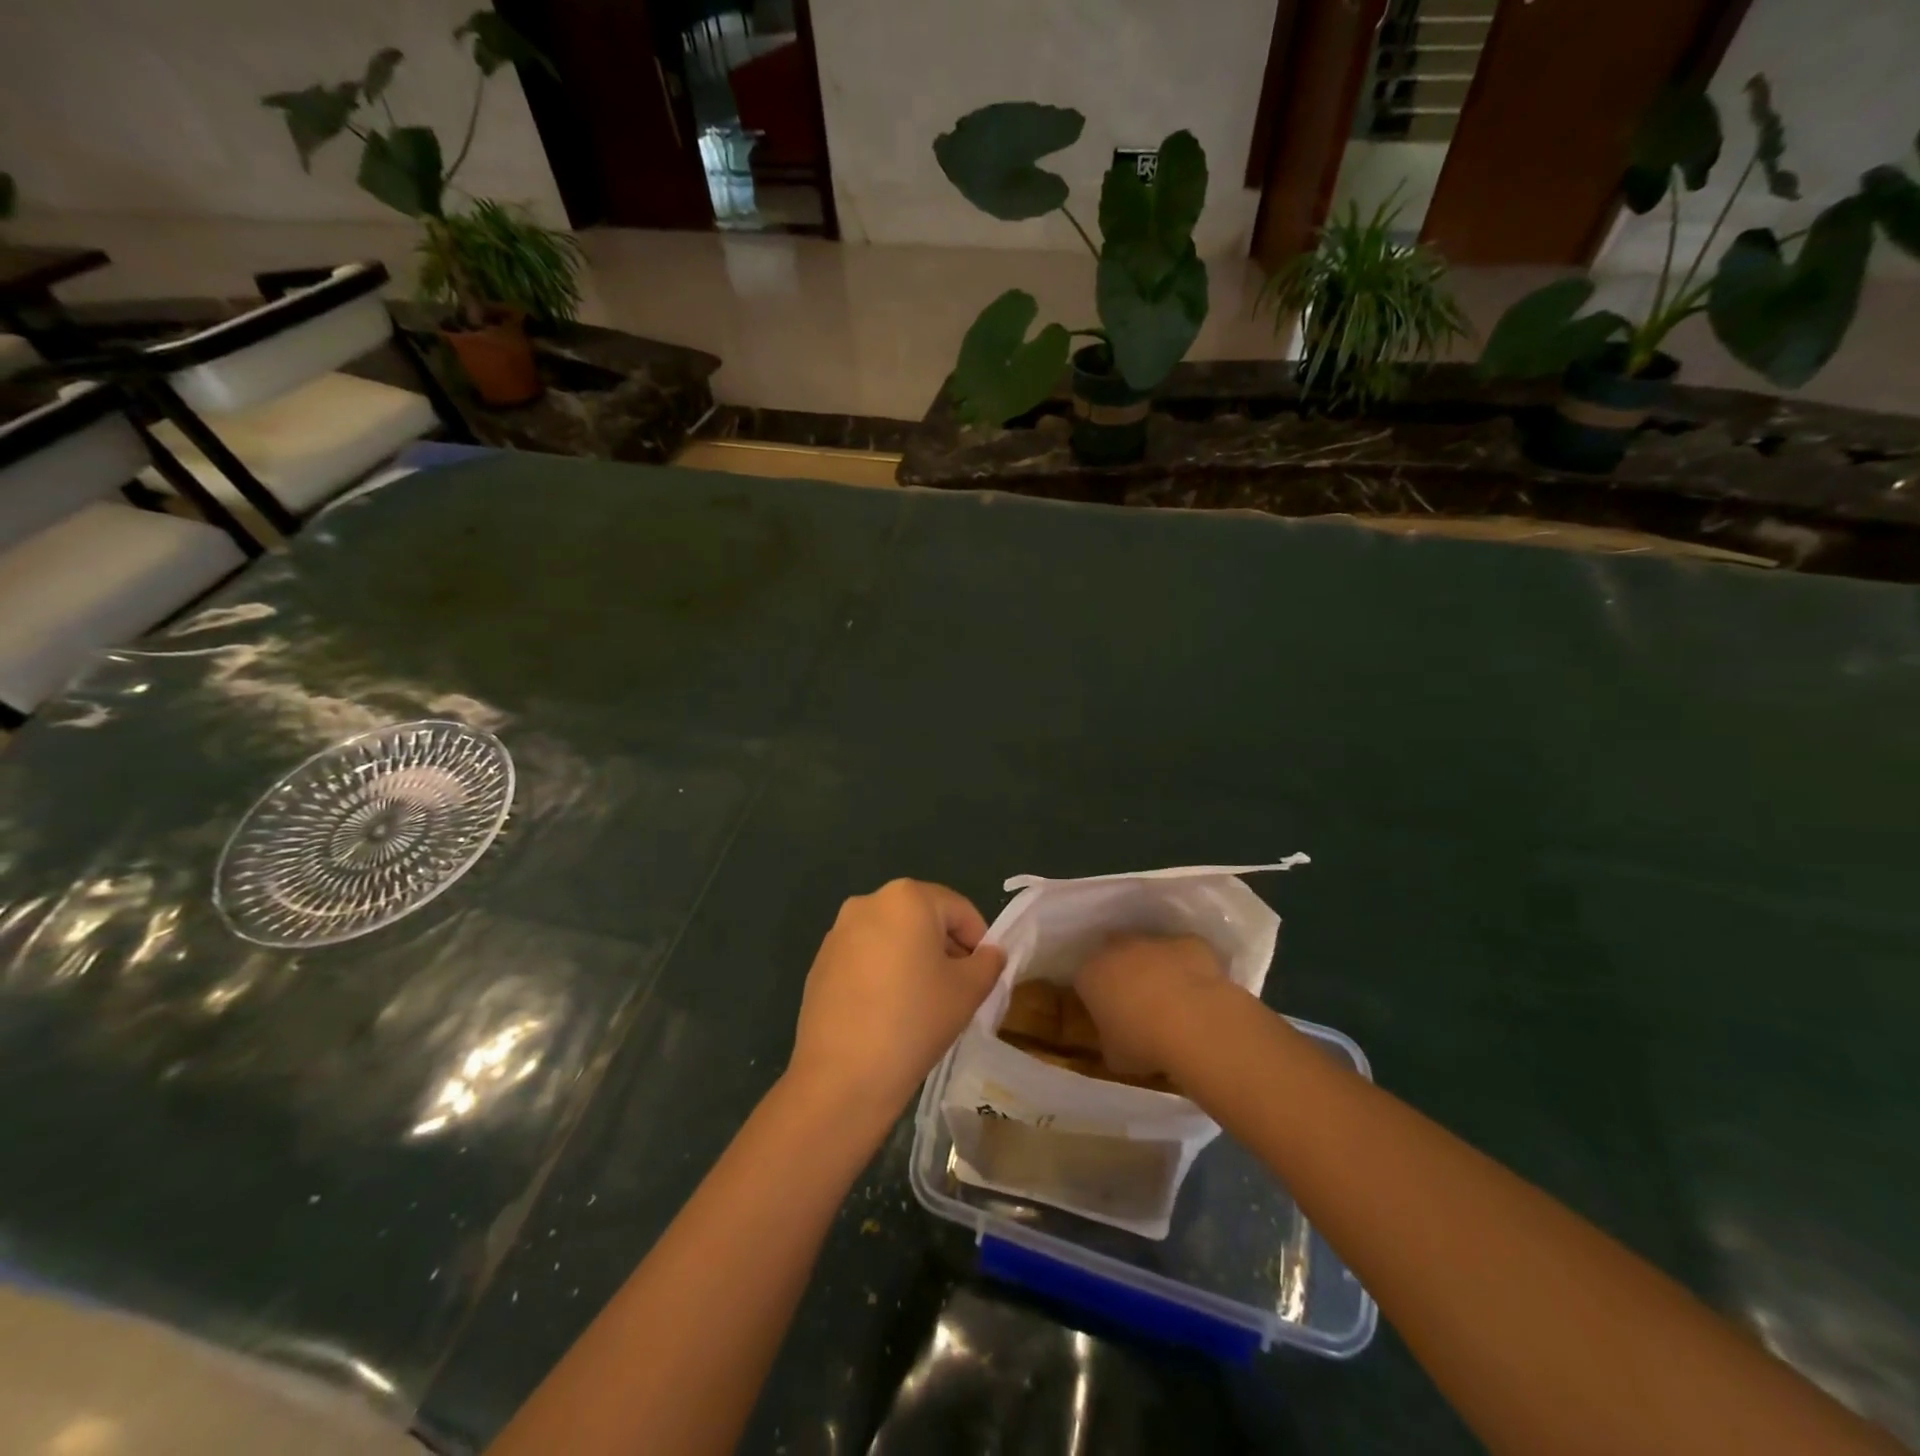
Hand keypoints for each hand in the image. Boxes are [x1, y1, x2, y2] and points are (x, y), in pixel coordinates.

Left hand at [788, 879, 1006, 1121]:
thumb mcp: (969, 990)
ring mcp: (838, 932)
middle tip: (958, 987)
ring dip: (913, 958)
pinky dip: (883, 972)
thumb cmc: (915, 1019)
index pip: (959, 909)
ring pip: (892, 936)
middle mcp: (869, 902)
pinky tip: (888, 1010)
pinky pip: (865, 957)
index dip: (979, 940)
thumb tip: (989, 954)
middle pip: (922, 917)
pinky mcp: (820, 962)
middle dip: (945, 947)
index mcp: (907, 898)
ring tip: (923, 1001)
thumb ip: (988, 963)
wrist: (843, 1074)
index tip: (985, 974)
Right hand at [1074, 933, 1230, 1077]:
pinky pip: (1184, 953)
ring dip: (1155, 967)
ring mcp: (1154, 941)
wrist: (1194, 1023)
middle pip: (1114, 955)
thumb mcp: (1115, 1056)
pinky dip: (1188, 967)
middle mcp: (1117, 949)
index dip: (1097, 999)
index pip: (1085, 982)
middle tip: (1138, 1003)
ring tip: (1172, 999)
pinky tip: (1199, 992)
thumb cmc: (1143, 1043)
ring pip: (1149, 950)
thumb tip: (1116, 1039)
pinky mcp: (1188, 942)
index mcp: (1091, 975)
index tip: (1110, 1018)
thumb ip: (1109, 1040)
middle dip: (1122, 973)